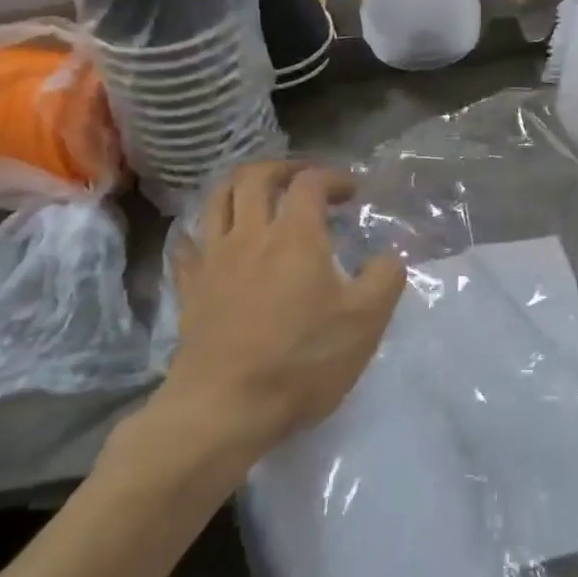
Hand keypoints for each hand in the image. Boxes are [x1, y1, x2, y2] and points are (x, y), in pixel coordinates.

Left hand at [138, 162, 405, 466]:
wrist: (225, 407)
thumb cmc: (302, 361)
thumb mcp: (365, 322)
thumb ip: (385, 278)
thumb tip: (388, 256)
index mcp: (296, 237)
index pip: (311, 183)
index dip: (333, 177)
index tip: (352, 191)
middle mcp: (251, 235)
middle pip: (255, 176)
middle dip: (284, 168)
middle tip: (305, 179)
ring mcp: (213, 259)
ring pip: (218, 199)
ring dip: (242, 186)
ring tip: (261, 196)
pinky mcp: (190, 288)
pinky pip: (189, 243)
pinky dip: (204, 229)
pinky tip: (214, 239)